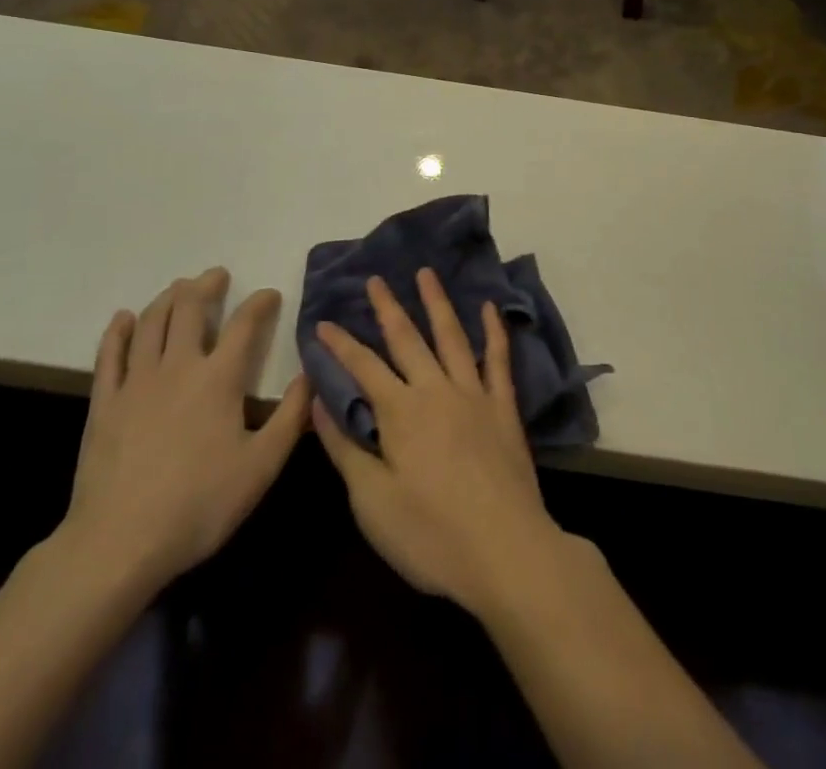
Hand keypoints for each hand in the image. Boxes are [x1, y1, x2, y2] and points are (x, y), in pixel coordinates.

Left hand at [55, 268, 309, 597]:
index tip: (270, 294)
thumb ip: (291, 416)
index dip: (260, 303)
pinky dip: (119, 331)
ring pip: (151, 323)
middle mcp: (178, 366)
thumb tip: (311, 375)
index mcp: (219, 378)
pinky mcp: (104, 403)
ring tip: (179, 288)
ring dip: (168, 298)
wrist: (118, 544)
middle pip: (190, 309)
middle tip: (216, 276)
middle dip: (206, 286)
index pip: (245, 324)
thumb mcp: (262, 466)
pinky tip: (124, 318)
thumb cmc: (199, 505)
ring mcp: (136, 382)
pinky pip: (109, 355)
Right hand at [312, 268, 568, 618]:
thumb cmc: (431, 535)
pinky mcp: (504, 408)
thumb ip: (345, 448)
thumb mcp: (372, 502)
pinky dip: (494, 331)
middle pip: (407, 339)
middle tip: (376, 279)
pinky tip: (489, 309)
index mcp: (400, 412)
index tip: (322, 322)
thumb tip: (319, 404)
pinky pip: (498, 360)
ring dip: (436, 303)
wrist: (506, 551)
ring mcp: (474, 394)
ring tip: (425, 274)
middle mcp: (436, 390)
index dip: (340, 344)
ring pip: (451, 336)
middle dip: (388, 308)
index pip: (363, 367)